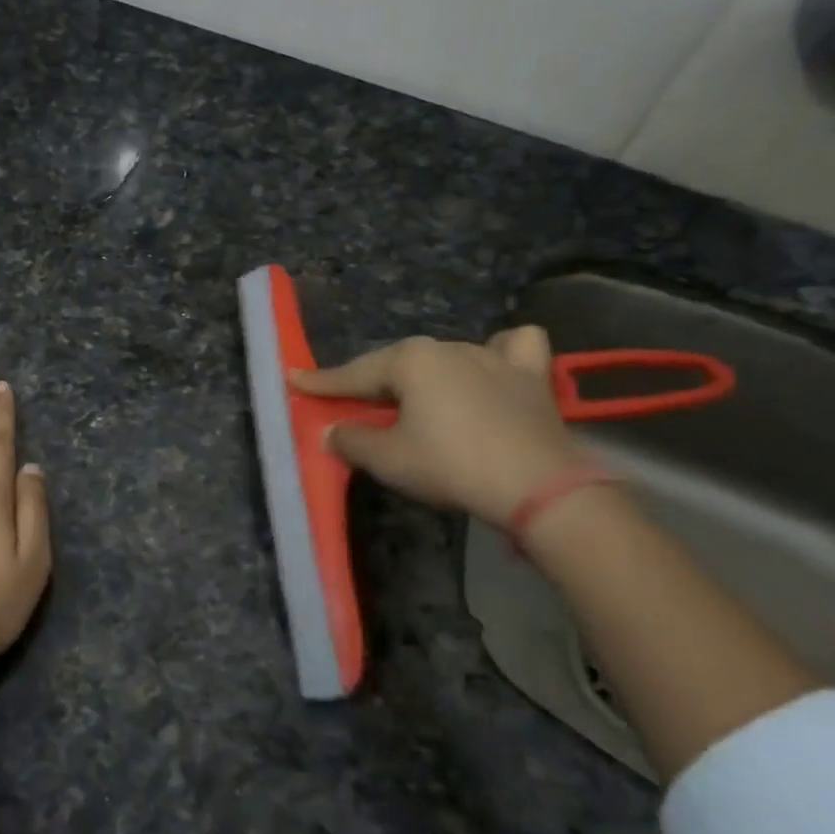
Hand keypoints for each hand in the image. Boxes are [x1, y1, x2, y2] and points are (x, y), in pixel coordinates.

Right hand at [289, 326, 583, 525]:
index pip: (354, 373)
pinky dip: (499, 353)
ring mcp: (493, 357)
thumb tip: (332, 431)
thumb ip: (352, 440)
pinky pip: (512, 348)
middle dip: (374, 383)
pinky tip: (491, 367)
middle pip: (398, 365)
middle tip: (355, 405)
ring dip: (427, 375)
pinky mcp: (531, 376)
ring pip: (447, 356)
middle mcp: (448, 347)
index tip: (295, 379)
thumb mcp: (389, 459)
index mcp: (410, 360)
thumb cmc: (451, 465)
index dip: (322, 382)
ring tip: (420, 401)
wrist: (539, 487)